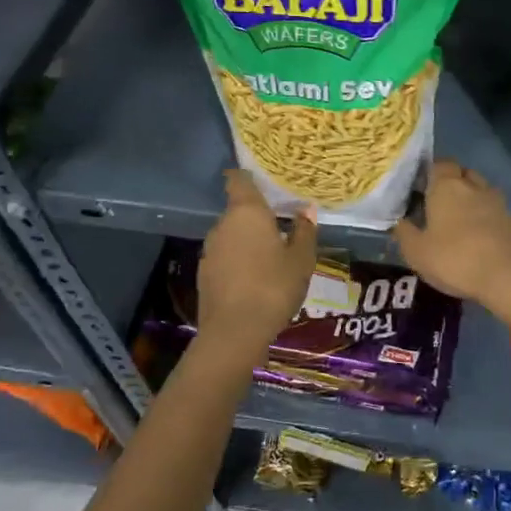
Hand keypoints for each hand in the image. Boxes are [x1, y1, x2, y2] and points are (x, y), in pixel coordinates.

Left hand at [198, 170, 318, 350]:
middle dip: (257, 218)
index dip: (247, 177)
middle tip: (281, 228)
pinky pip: (225, 258)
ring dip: (248, 242)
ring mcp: (210, 250)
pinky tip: (255, 280)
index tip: (261, 181)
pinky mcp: (204, 274)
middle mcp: (223, 225)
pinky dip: (238, 262)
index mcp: (247, 213)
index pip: (238, 180)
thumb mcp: (301, 260)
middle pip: (238, 211)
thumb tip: (306, 210)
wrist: (234, 332)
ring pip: (231, 236)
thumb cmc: (274, 287)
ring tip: (271, 258)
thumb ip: (304, 232)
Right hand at [393, 160, 510, 324]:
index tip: (422, 188)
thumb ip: (404, 232)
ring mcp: (498, 202)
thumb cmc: (455, 260)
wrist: (509, 277)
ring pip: (482, 190)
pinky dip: (488, 218)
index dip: (431, 172)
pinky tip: (481, 238)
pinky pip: (496, 211)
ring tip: (460, 221)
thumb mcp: (417, 252)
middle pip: (463, 173)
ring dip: (472, 199)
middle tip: (440, 205)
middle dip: (453, 183)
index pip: (440, 163)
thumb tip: (399, 220)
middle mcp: (474, 186)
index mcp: (447, 187)